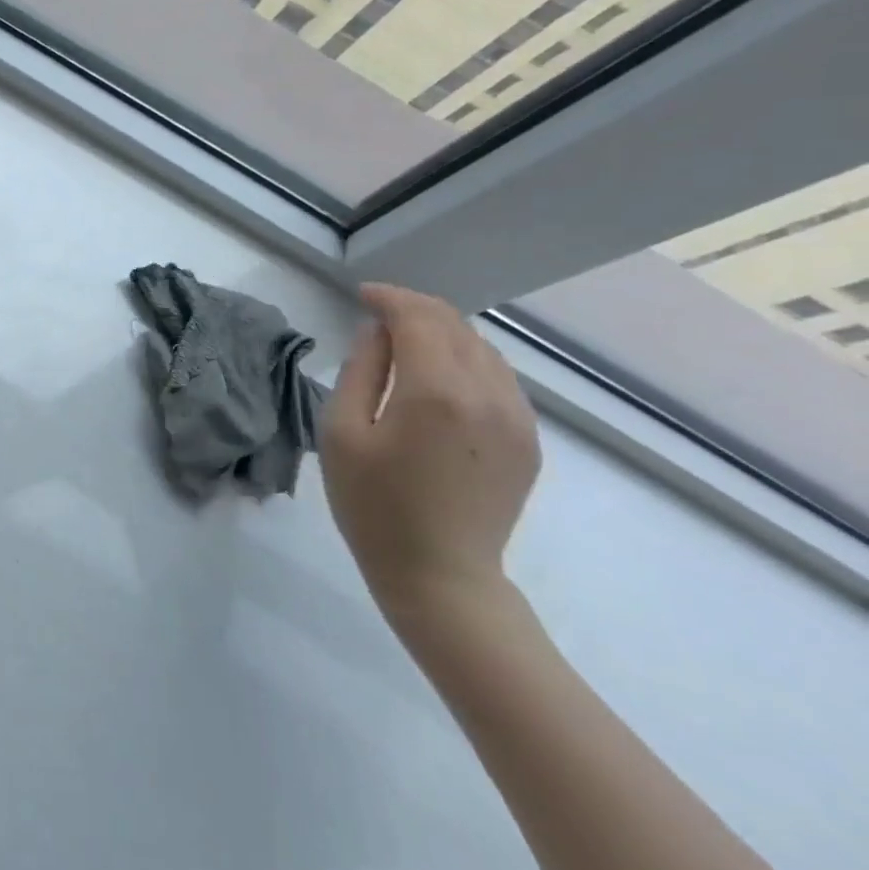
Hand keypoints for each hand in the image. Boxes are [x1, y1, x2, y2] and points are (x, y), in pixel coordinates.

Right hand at [321, 283, 540, 627]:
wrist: (439, 576)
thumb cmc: (373, 505)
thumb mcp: (341, 433)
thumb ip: (361, 372)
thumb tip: (376, 332)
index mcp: (436, 391)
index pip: (418, 319)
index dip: (389, 298)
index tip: (362, 294)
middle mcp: (487, 395)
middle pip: (456, 326)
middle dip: (416, 308)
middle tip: (379, 311)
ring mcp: (516, 419)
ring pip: (484, 349)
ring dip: (444, 332)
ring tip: (406, 339)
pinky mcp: (528, 440)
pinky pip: (500, 379)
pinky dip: (467, 360)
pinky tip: (440, 375)